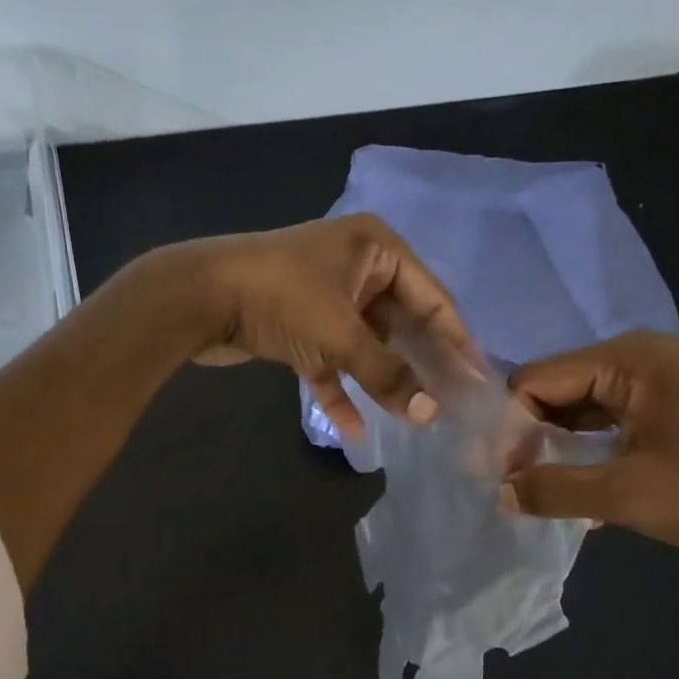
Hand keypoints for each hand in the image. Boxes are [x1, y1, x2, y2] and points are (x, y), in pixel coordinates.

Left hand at [174, 214, 477, 441]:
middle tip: (450, 404)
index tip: (480, 380)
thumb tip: (430, 414)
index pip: (433, 298)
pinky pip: (330, 360)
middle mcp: (356, 267)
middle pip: (401, 323)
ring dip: (382, 380)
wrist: (198, 297)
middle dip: (421, 365)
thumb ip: (387, 373)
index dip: (458, 341)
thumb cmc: (281, 298)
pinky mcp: (299, 326)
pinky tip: (353, 429)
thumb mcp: (341, 335)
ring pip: (366, 344)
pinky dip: (339, 389)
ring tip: (414, 418)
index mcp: (376, 250)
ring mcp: (326, 297)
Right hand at [501, 331, 678, 557]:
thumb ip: (552, 490)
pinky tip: (573, 490)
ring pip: (576, 411)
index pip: (537, 379)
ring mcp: (654, 384)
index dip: (508, 425)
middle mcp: (637, 360)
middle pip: (554, 391)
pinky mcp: (664, 411)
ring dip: (552, 449)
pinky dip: (582, 454)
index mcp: (629, 359)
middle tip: (507, 485)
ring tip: (531, 490)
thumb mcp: (626, 495)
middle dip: (527, 437)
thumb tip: (499, 493)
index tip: (494, 473)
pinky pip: (603, 424)